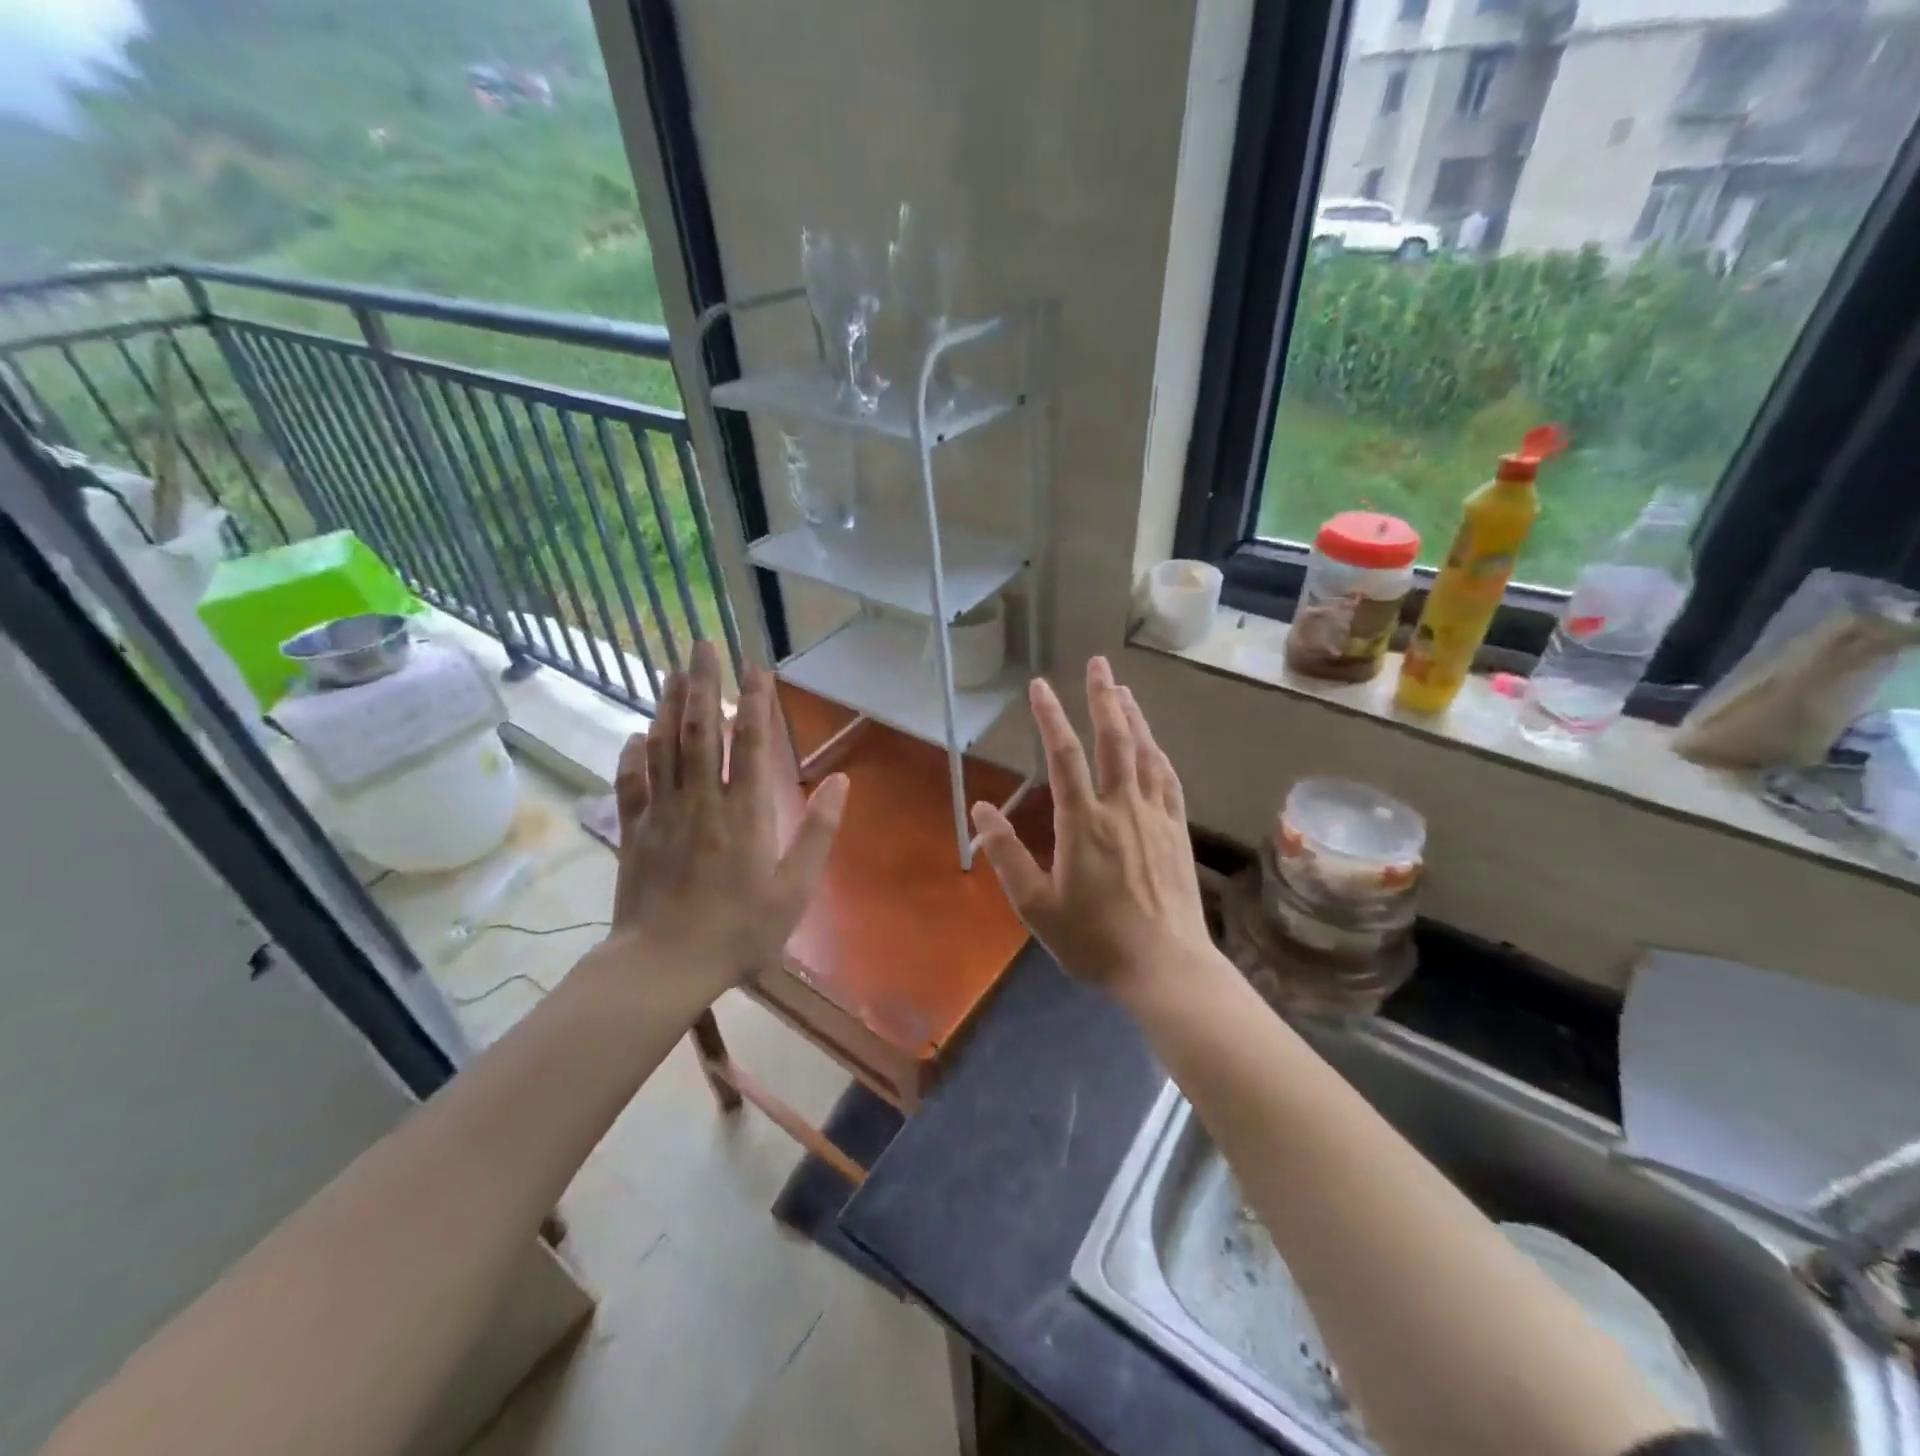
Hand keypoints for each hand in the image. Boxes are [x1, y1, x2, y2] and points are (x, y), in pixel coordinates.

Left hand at [604, 641, 847, 1003]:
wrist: (663, 966)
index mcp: (744, 812)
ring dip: (667, 705)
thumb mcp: (794, 889)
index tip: (755, 667)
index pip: (749, 742)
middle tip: (702, 643)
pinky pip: (631, 783)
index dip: (753, 701)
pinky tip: (635, 735)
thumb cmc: (738, 931)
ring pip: (663, 746)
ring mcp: (662, 813)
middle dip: (702, 682)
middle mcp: (701, 800)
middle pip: (699, 729)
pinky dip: (633, 755)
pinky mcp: (634, 832)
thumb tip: (842, 783)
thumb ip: (818, 833)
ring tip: (671, 670)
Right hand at [970, 657, 1210, 996]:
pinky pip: (1167, 779)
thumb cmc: (1095, 940)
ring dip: (1133, 717)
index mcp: (1083, 822)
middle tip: (1099, 663)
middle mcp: (1122, 807)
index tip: (1040, 686)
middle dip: (1103, 697)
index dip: (1050, 716)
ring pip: (1144, 753)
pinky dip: (1157, 753)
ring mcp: (1155, 816)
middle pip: (1114, 739)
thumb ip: (1007, 855)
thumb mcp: (1037, 906)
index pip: (1064, 755)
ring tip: (1123, 690)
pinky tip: (1153, 744)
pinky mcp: (1177, 831)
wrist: (1166, 967)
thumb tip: (980, 810)